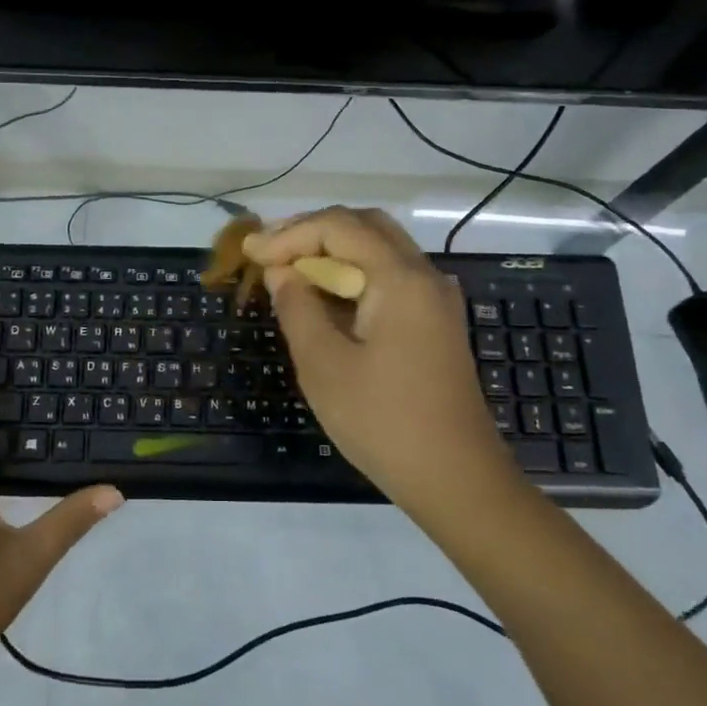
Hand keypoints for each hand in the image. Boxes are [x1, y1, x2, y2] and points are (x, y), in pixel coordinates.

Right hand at [243, 208, 521, 522]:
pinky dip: (353, 274)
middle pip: (365, 226)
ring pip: (380, 250)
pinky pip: (390, 277)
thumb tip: (281, 272)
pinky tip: (324, 296)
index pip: (338, 227)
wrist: (456, 479)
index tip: (250, 254)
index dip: (289, 234)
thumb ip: (297, 307)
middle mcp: (424, 276)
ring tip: (288, 269)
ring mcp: (435, 299)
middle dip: (313, 232)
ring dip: (333, 251)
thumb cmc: (383, 421)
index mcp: (400, 278)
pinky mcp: (435, 322)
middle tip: (270, 251)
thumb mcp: (324, 365)